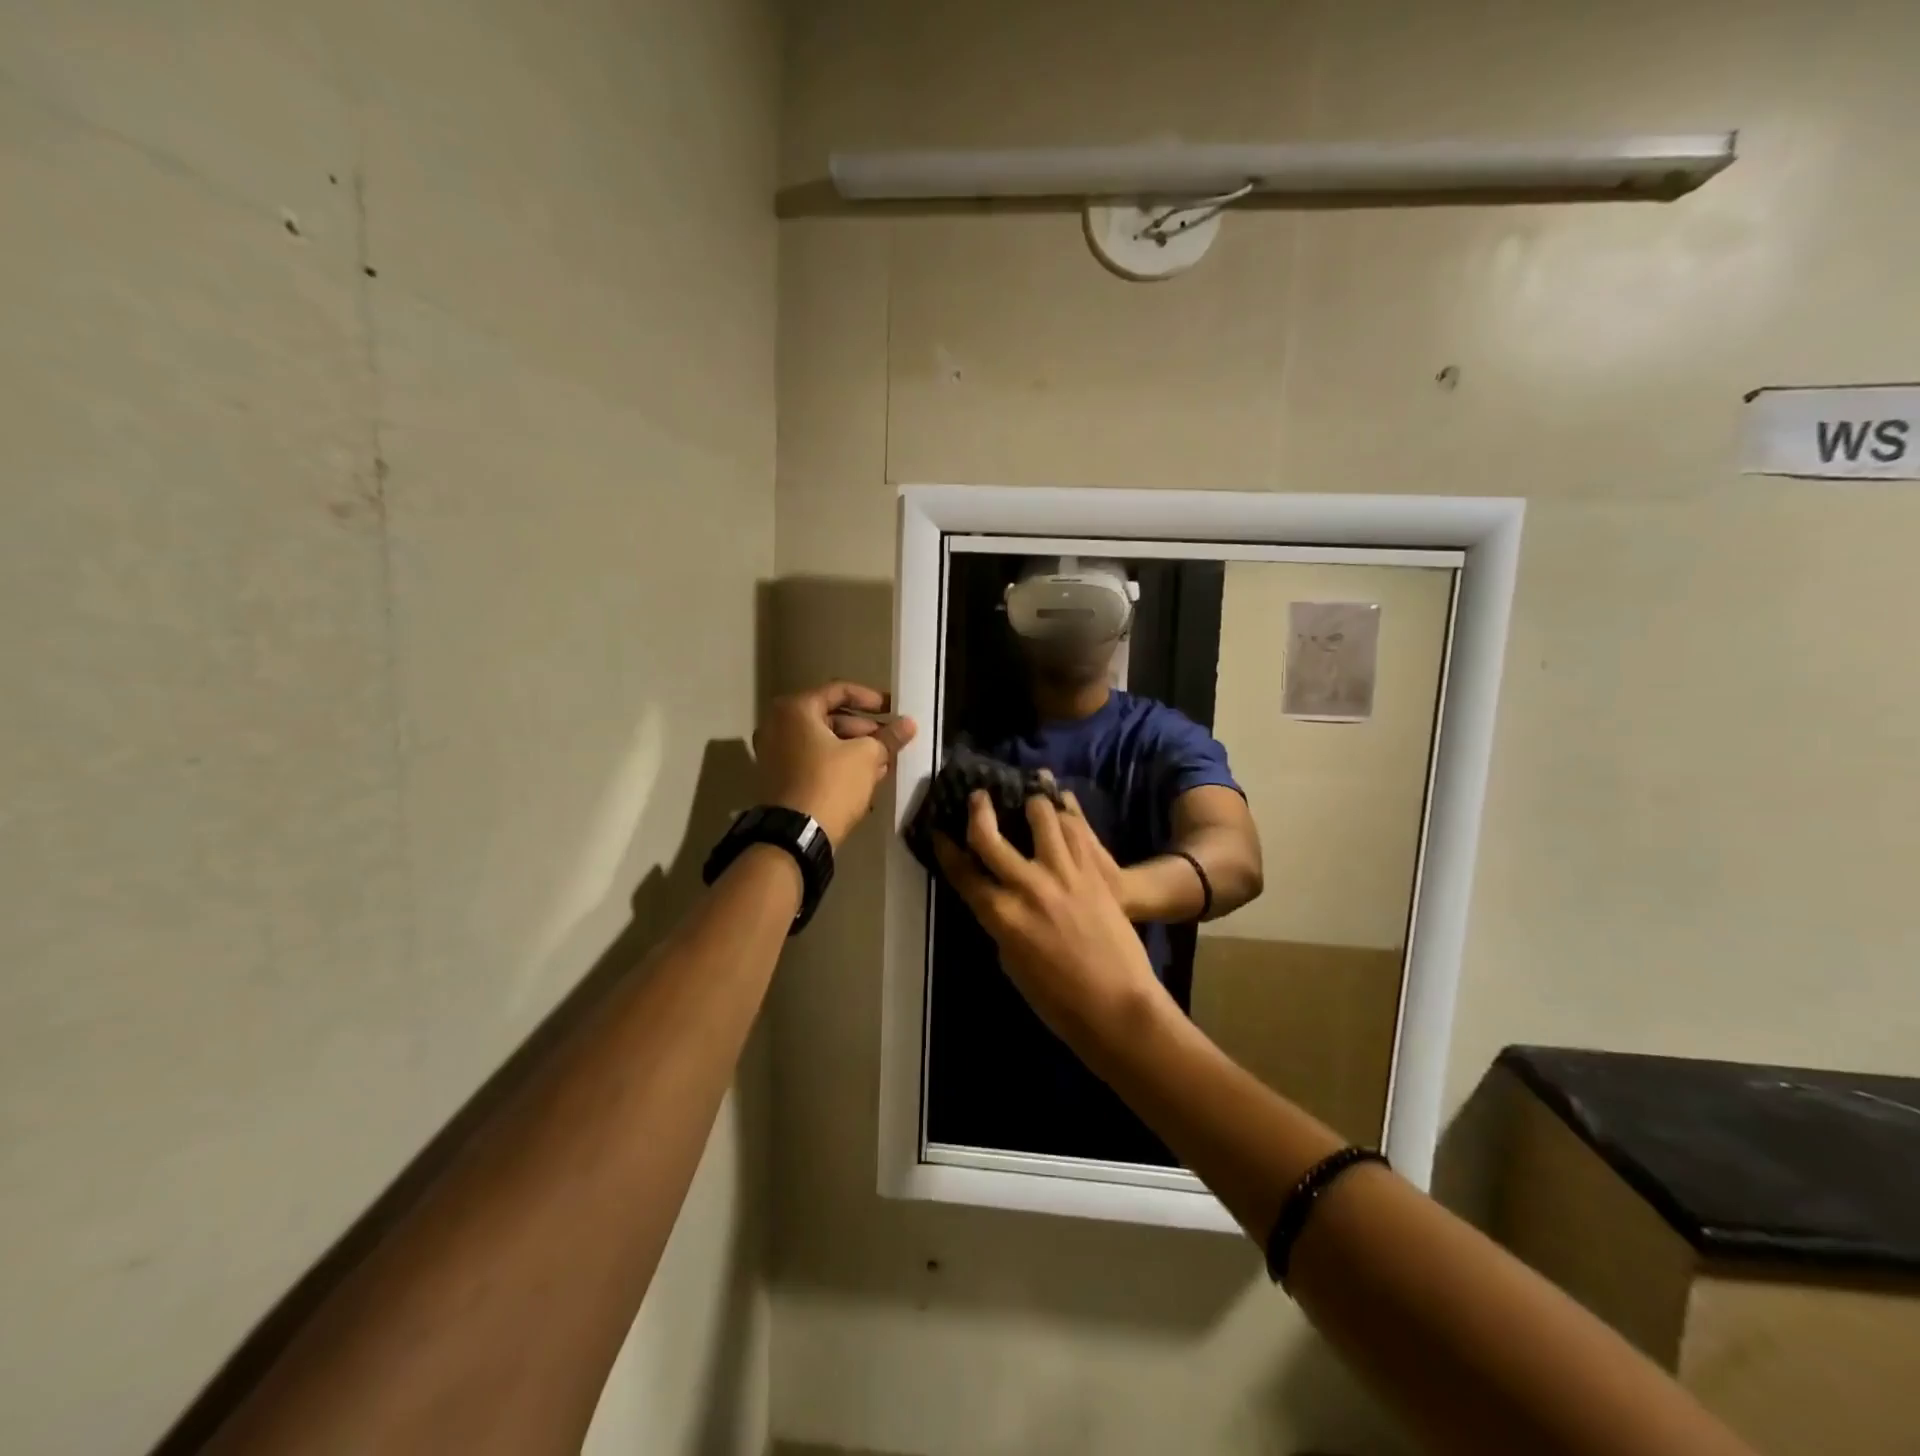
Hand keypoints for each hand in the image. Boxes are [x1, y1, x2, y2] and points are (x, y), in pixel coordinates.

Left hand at [755, 682, 916, 846]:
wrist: (796, 835)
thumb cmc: (831, 783)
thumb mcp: (866, 756)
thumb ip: (889, 737)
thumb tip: (909, 724)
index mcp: (795, 710)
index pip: (839, 690)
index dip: (872, 698)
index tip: (894, 710)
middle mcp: (778, 725)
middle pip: (831, 717)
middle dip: (866, 729)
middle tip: (891, 740)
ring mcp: (775, 753)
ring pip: (824, 742)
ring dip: (855, 749)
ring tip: (884, 762)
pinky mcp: (780, 778)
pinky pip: (814, 761)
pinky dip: (838, 764)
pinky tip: (866, 778)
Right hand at [933, 791, 1164, 1042]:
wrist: (1117, 1004)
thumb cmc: (1057, 1000)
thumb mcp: (1012, 963)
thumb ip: (1001, 923)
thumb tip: (999, 898)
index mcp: (1001, 915)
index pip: (962, 871)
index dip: (946, 849)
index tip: (939, 832)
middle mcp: (1027, 886)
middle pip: (989, 834)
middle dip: (978, 809)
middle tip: (978, 796)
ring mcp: (1063, 873)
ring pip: (1040, 815)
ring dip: (1031, 804)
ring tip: (1031, 802)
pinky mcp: (1094, 870)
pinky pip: (1076, 829)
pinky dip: (1065, 816)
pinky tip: (1062, 813)